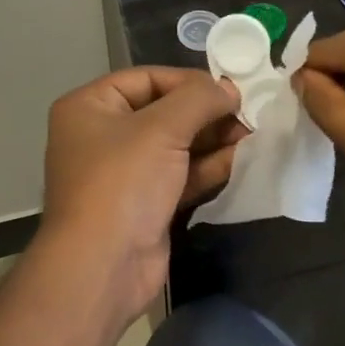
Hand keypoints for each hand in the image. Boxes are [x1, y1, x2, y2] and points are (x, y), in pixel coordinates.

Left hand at [39, 67, 244, 319]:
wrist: (103, 266)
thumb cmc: (123, 183)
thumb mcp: (162, 128)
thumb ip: (200, 99)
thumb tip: (230, 88)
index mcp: (90, 107)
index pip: (147, 78)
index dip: (189, 80)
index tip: (231, 87)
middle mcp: (102, 135)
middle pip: (163, 111)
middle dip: (206, 113)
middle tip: (249, 113)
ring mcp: (123, 173)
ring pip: (175, 145)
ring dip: (213, 139)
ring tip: (253, 134)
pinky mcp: (144, 204)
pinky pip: (180, 175)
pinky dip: (208, 167)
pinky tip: (242, 160)